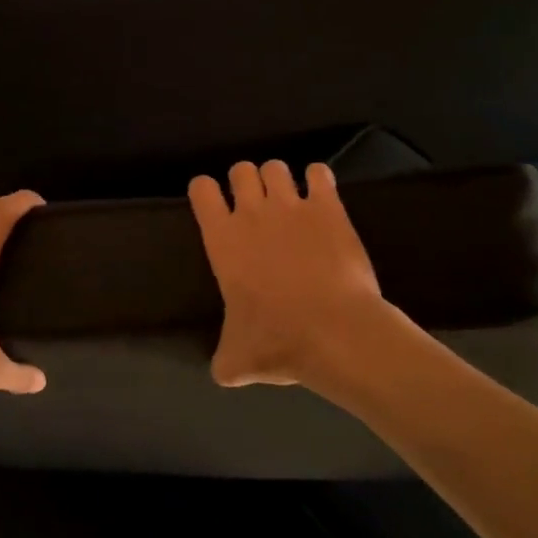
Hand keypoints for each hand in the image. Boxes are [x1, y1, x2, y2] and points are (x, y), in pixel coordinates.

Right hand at [189, 160, 402, 389]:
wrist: (336, 333)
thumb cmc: (279, 341)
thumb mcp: (238, 358)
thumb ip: (224, 358)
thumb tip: (222, 371)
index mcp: (222, 240)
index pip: (201, 189)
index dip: (205, 191)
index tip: (214, 204)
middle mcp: (252, 213)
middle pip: (240, 169)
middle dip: (245, 181)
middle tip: (255, 206)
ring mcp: (292, 205)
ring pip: (276, 166)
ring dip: (279, 179)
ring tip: (289, 200)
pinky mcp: (329, 207)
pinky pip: (319, 172)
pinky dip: (319, 180)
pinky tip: (322, 197)